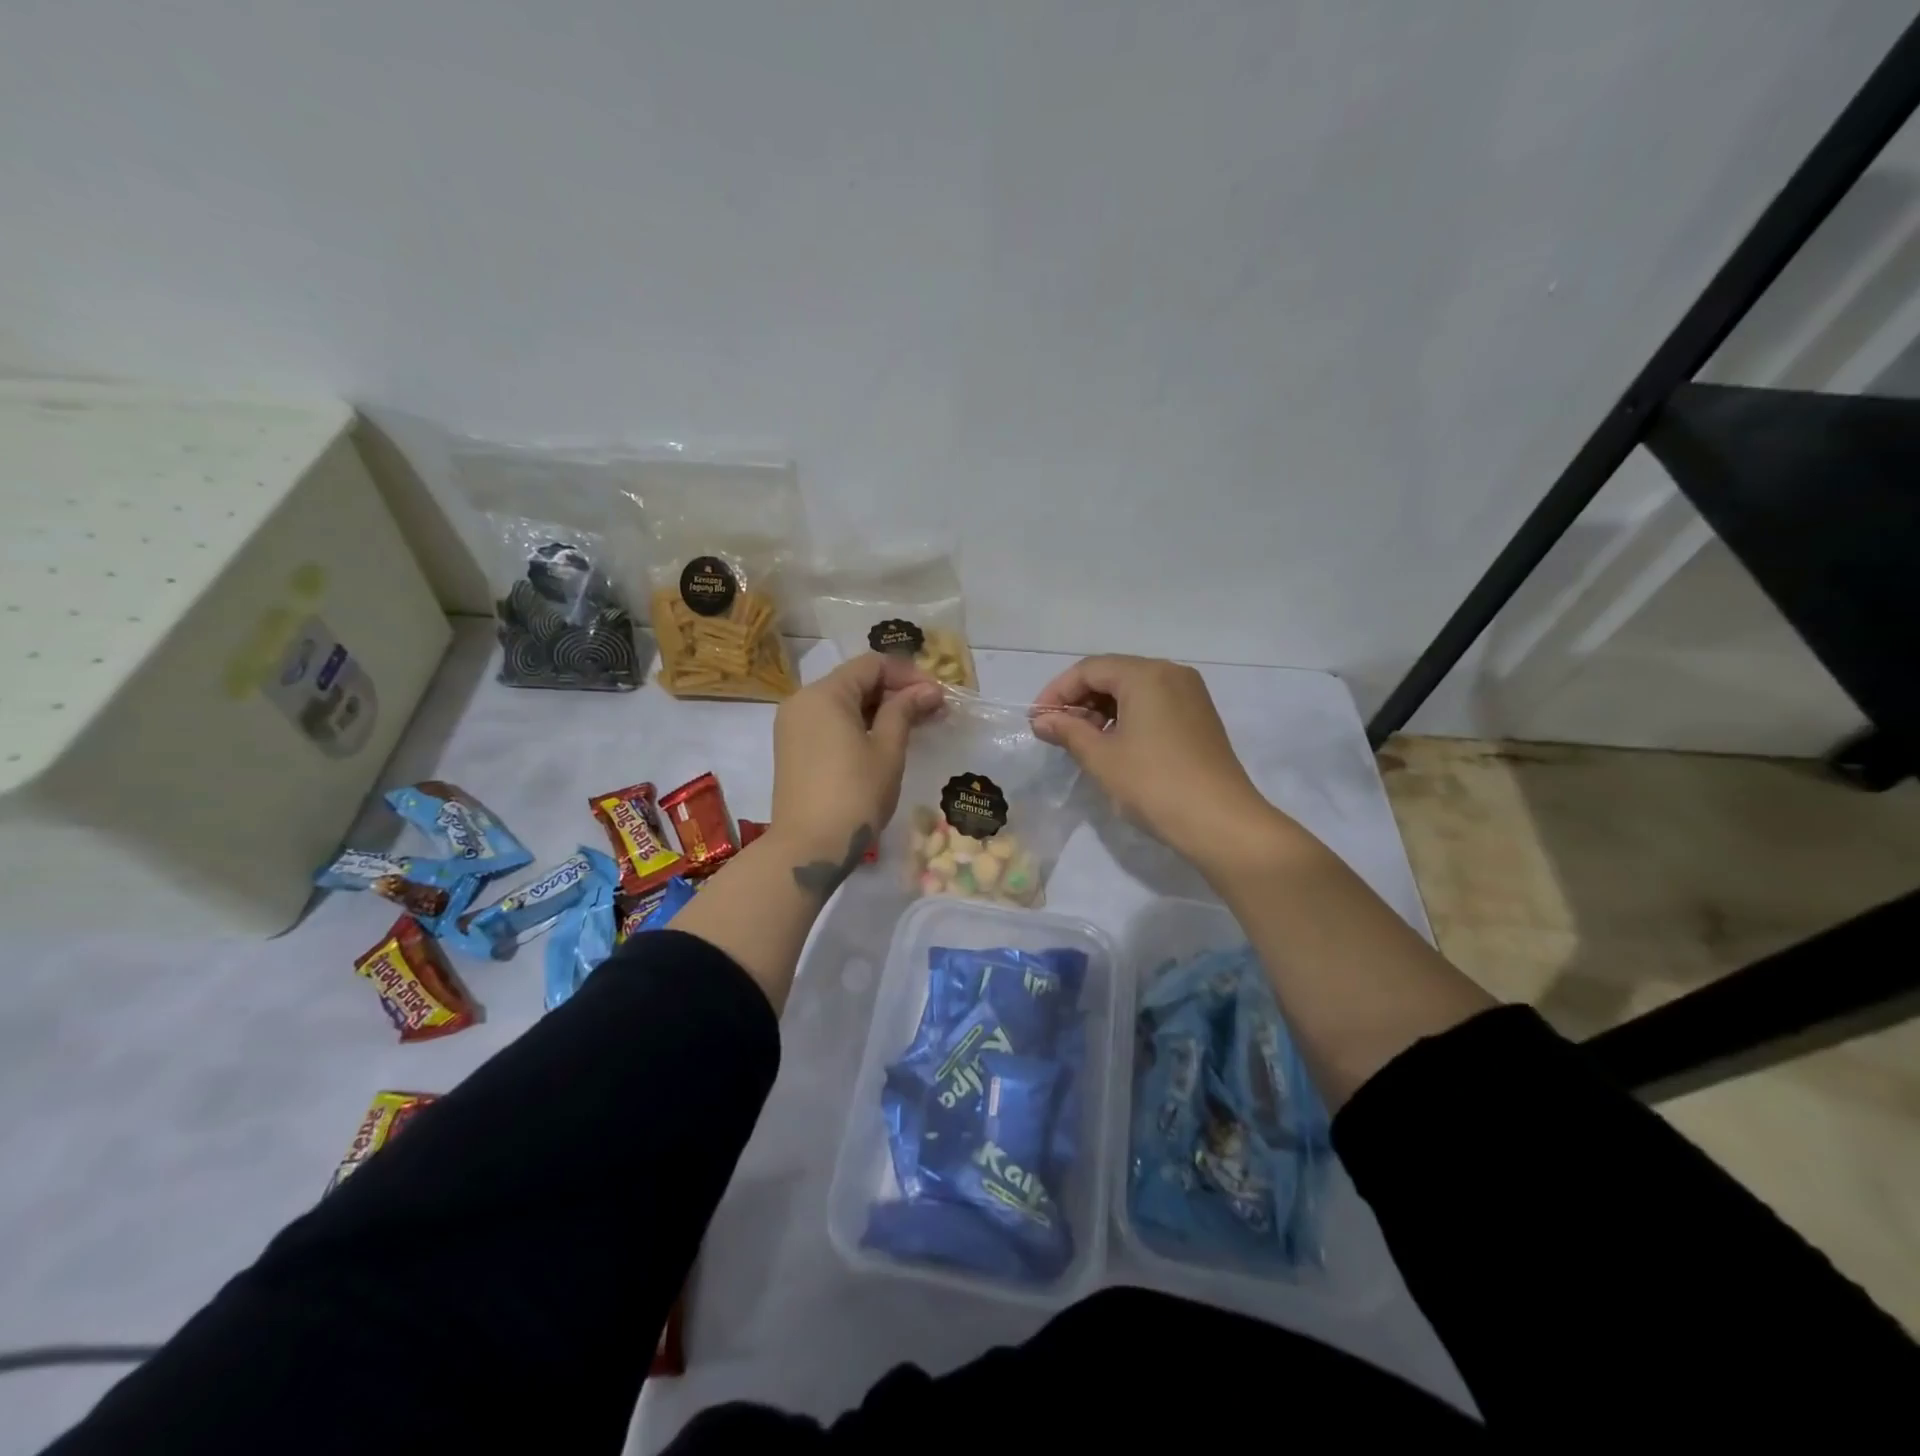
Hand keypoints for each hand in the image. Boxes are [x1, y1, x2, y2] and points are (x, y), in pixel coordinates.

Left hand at [771, 653, 942, 872]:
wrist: (808, 848)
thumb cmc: (854, 795)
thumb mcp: (887, 750)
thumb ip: (905, 711)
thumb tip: (928, 689)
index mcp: (824, 693)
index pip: (872, 665)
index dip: (908, 674)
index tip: (938, 695)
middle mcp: (802, 701)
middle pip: (855, 681)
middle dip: (896, 692)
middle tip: (933, 712)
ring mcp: (793, 726)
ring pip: (843, 703)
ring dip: (879, 710)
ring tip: (915, 727)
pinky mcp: (793, 749)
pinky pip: (830, 723)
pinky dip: (858, 725)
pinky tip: (885, 742)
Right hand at [1032, 655, 1279, 868]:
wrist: (1221, 822)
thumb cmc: (1153, 784)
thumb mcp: (1101, 758)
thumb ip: (1068, 731)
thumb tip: (1042, 720)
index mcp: (1146, 674)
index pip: (1089, 669)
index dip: (1057, 692)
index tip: (1036, 720)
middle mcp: (1171, 673)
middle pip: (1113, 674)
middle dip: (1079, 700)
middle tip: (1056, 732)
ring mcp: (1190, 695)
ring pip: (1134, 690)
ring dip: (1102, 709)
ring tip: (1081, 741)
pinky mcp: (1199, 717)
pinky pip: (1153, 704)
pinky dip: (1127, 717)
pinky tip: (1114, 745)